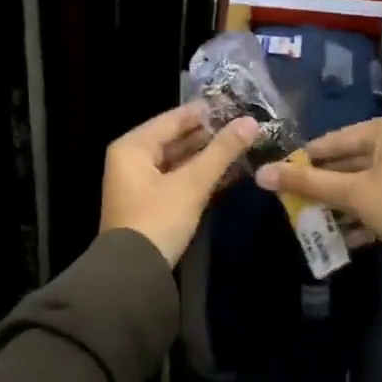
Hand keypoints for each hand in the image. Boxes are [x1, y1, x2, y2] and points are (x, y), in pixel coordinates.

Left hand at [101, 103, 260, 265]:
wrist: (133, 275)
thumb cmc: (158, 219)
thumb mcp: (192, 184)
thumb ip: (221, 152)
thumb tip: (251, 122)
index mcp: (132, 147)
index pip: (173, 119)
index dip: (205, 112)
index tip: (237, 105)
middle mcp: (131, 159)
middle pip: (175, 139)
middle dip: (209, 135)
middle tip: (244, 127)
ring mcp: (138, 183)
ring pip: (178, 160)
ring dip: (206, 157)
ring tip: (241, 147)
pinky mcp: (149, 204)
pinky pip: (177, 179)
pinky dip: (198, 176)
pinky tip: (227, 174)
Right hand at [254, 114, 381, 263]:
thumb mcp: (351, 194)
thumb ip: (306, 183)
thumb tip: (262, 174)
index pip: (334, 140)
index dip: (305, 160)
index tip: (281, 177)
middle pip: (351, 160)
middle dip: (325, 186)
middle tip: (296, 202)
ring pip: (367, 180)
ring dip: (342, 203)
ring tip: (316, 221)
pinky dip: (365, 210)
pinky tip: (347, 235)